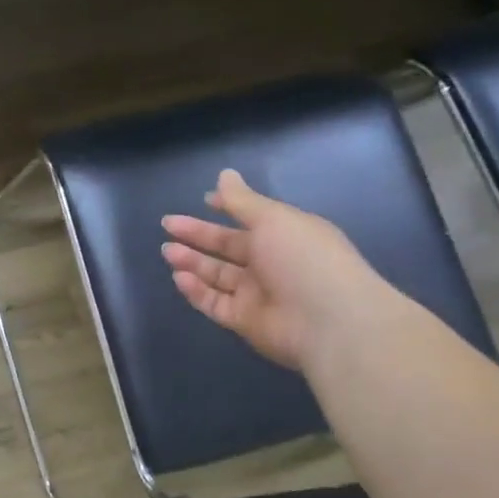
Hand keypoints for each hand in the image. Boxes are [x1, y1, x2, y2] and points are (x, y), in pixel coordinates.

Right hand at [160, 170, 376, 370]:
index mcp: (286, 235)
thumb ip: (241, 200)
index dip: (229, 208)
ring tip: (168, 251)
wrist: (330, 323)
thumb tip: (225, 174)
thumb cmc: (304, 259)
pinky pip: (214, 302)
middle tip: (168, 225)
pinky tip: (180, 277)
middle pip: (229, 247)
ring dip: (193, 261)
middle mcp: (272, 263)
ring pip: (218, 275)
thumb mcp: (273, 219)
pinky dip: (196, 290)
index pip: (252, 219)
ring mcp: (258, 294)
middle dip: (199, 235)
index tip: (205, 200)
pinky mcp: (245, 321)